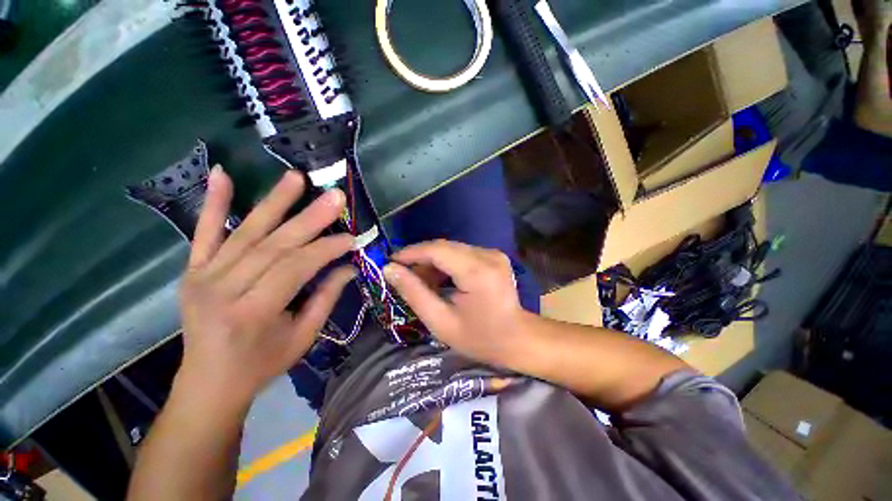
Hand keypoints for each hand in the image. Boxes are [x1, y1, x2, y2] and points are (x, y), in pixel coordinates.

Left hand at [177, 166, 354, 405]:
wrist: (209, 382)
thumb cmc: (262, 364)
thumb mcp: (303, 336)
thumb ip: (326, 298)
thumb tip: (348, 266)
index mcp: (252, 311)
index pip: (295, 267)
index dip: (325, 249)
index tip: (351, 237)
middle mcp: (223, 289)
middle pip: (273, 245)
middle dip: (309, 218)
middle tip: (334, 196)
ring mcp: (202, 276)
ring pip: (245, 232)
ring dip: (274, 202)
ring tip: (296, 178)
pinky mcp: (192, 270)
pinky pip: (203, 232)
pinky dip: (213, 202)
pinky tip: (220, 174)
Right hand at [383, 240, 530, 364]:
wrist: (517, 339)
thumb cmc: (479, 338)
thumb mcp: (440, 322)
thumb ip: (414, 293)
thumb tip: (390, 270)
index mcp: (477, 272)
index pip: (437, 250)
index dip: (411, 252)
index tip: (390, 262)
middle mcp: (487, 255)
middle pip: (444, 247)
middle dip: (420, 258)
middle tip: (403, 275)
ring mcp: (493, 254)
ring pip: (452, 249)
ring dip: (432, 262)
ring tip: (420, 282)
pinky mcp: (493, 256)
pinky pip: (462, 253)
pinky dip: (446, 264)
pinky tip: (438, 279)